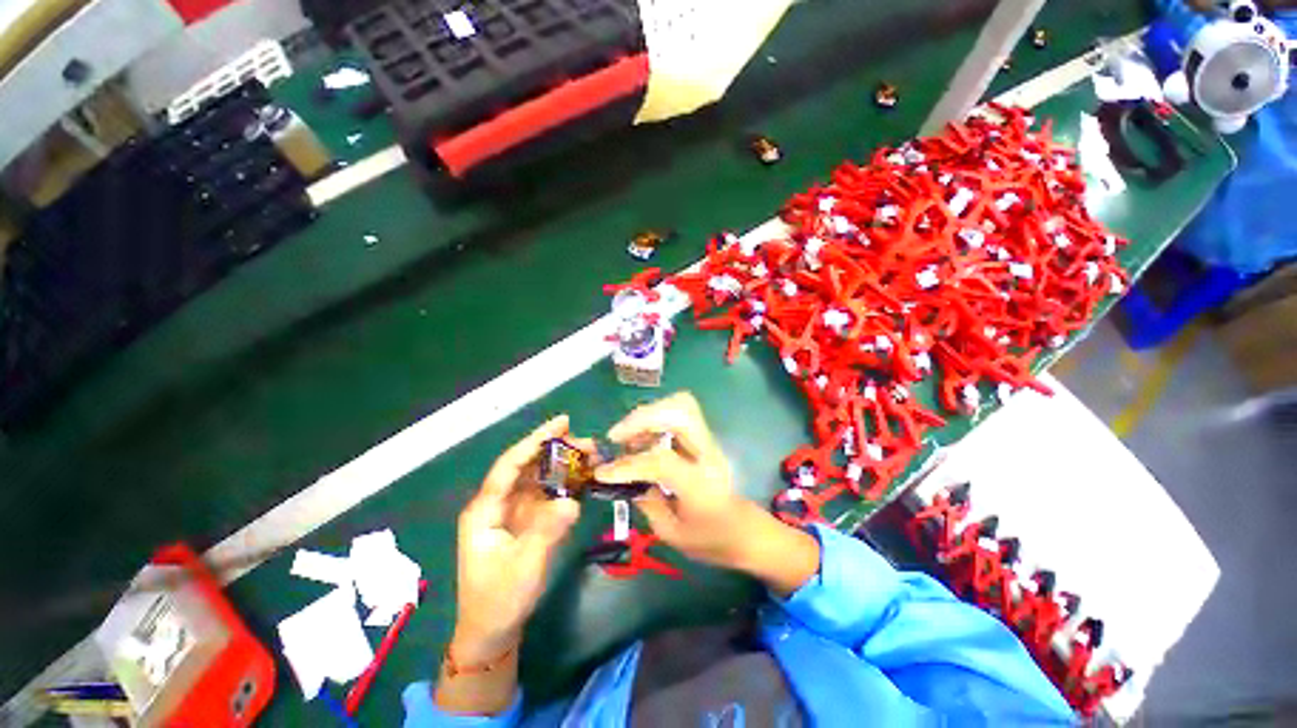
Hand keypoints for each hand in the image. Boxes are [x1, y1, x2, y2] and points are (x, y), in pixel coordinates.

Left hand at [453, 415, 582, 654]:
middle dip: (556, 450)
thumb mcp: (523, 567)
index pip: (510, 465)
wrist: (494, 630)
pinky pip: (548, 494)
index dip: (535, 440)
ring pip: (540, 477)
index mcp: (486, 509)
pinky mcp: (528, 520)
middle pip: (528, 466)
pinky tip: (585, 478)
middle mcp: (499, 503)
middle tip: (588, 444)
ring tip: (591, 456)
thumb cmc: (499, 599)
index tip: (562, 422)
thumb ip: (546, 532)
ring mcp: (514, 511)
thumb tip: (572, 502)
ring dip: (564, 465)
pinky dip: (566, 484)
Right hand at [593, 393, 819, 593]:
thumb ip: (647, 502)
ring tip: (628, 437)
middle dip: (642, 418)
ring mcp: (709, 442)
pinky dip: (656, 418)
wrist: (747, 531)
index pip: (661, 461)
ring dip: (649, 414)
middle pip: (680, 412)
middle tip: (617, 438)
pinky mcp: (705, 438)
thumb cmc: (712, 540)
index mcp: (701, 485)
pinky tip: (643, 437)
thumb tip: (624, 478)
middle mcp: (708, 454)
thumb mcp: (673, 534)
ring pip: (681, 405)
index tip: (603, 472)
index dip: (628, 464)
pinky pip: (679, 413)